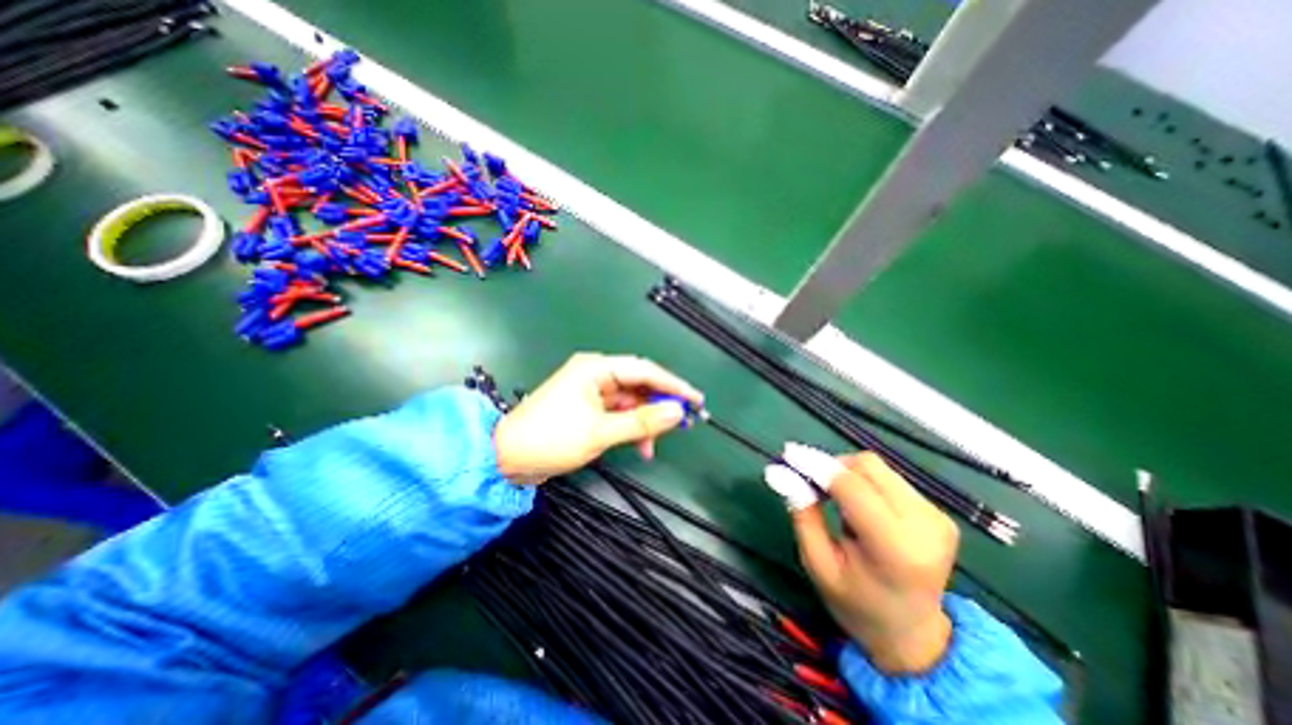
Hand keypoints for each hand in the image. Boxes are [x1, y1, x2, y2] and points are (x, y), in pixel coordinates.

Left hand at [494, 351, 702, 484]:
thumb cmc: (550, 438)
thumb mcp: (600, 431)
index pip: (644, 370)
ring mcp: (593, 392)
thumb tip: (676, 412)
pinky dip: (632, 428)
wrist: (507, 458)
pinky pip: (620, 413)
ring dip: (646, 421)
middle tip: (683, 423)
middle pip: (639, 385)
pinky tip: (641, 446)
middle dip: (660, 405)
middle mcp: (596, 374)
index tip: (695, 399)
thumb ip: (641, 421)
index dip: (672, 384)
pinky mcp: (589, 409)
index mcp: (596, 368)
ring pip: (632, 402)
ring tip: (655, 443)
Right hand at [766, 448, 957, 674]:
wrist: (913, 634)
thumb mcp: (818, 564)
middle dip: (831, 466)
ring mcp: (937, 518)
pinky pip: (889, 478)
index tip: (788, 456)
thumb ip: (802, 514)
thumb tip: (781, 472)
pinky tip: (856, 504)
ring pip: (877, 467)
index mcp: (895, 549)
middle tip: (809, 482)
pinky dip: (863, 481)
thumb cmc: (856, 603)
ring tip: (833, 498)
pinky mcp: (939, 513)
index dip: (817, 465)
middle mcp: (924, 526)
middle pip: (867, 466)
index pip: (852, 487)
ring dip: (847, 473)